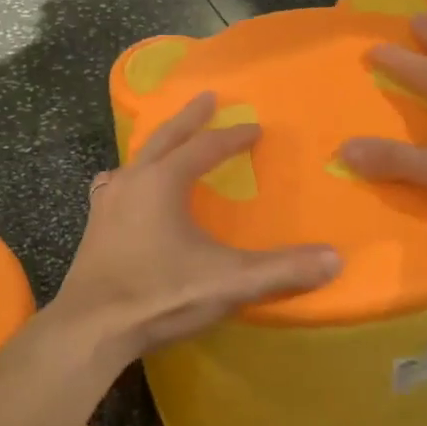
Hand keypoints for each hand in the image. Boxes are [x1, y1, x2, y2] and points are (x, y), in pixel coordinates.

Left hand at [53, 92, 340, 363]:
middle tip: (207, 98)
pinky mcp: (94, 225)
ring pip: (136, 159)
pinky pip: (116, 184)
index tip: (254, 127)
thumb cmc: (160, 295)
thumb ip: (282, 270)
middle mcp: (132, 181)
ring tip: (171, 140)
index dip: (231, 137)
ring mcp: (107, 202)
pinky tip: (129, 188)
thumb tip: (335, 258)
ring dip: (159, 144)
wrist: (91, 327)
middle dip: (189, 118)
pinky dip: (131, 175)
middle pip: (165, 138)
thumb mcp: (228, 282)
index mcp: (163, 182)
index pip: (205, 148)